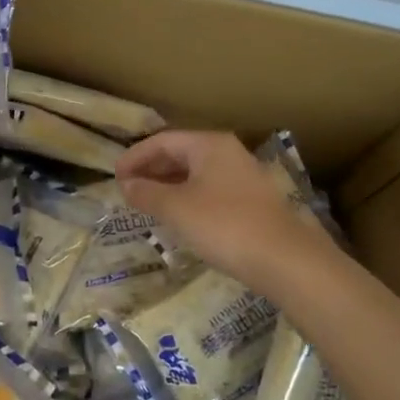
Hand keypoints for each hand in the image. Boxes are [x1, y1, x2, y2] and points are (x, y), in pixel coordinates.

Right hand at [116, 130, 338, 296]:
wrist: (284, 259)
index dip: (135, 156)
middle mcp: (228, 153)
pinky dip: (187, 198)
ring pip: (196, 173)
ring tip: (147, 204)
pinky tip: (179, 218)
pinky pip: (210, 190)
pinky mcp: (252, 201)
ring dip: (168, 185)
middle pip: (181, 153)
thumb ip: (147, 193)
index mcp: (209, 145)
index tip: (115, 176)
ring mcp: (243, 176)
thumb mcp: (176, 208)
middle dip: (151, 170)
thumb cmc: (224, 225)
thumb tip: (127, 184)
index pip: (163, 141)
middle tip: (127, 189)